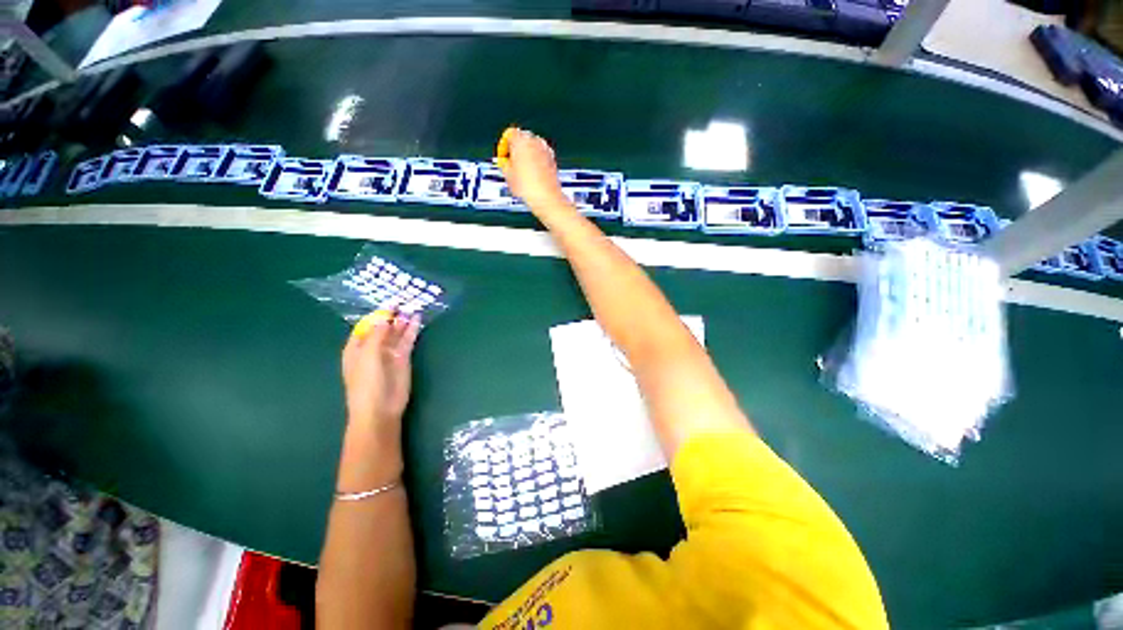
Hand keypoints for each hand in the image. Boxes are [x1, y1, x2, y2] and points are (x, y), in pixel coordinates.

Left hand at [342, 310, 420, 432]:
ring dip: (404, 320)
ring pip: (397, 332)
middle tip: (406, 300)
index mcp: (357, 347)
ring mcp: (389, 353)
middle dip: (392, 314)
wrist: (380, 409)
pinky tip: (417, 319)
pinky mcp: (403, 358)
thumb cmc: (367, 384)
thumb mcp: (368, 356)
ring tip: (413, 306)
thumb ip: (377, 335)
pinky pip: (407, 340)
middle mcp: (373, 347)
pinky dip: (412, 330)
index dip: (378, 313)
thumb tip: (385, 316)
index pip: (367, 325)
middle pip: (383, 327)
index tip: (391, 302)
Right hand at [497, 128, 566, 209]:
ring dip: (526, 156)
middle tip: (511, 164)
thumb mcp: (507, 175)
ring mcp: (546, 150)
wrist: (546, 198)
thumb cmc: (527, 186)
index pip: (509, 134)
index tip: (503, 158)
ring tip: (521, 172)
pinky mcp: (553, 160)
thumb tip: (506, 162)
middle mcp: (535, 141)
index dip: (503, 147)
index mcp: (521, 140)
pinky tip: (532, 176)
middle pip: (521, 139)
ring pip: (532, 148)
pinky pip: (540, 156)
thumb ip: (504, 163)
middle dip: (515, 150)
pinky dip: (535, 162)